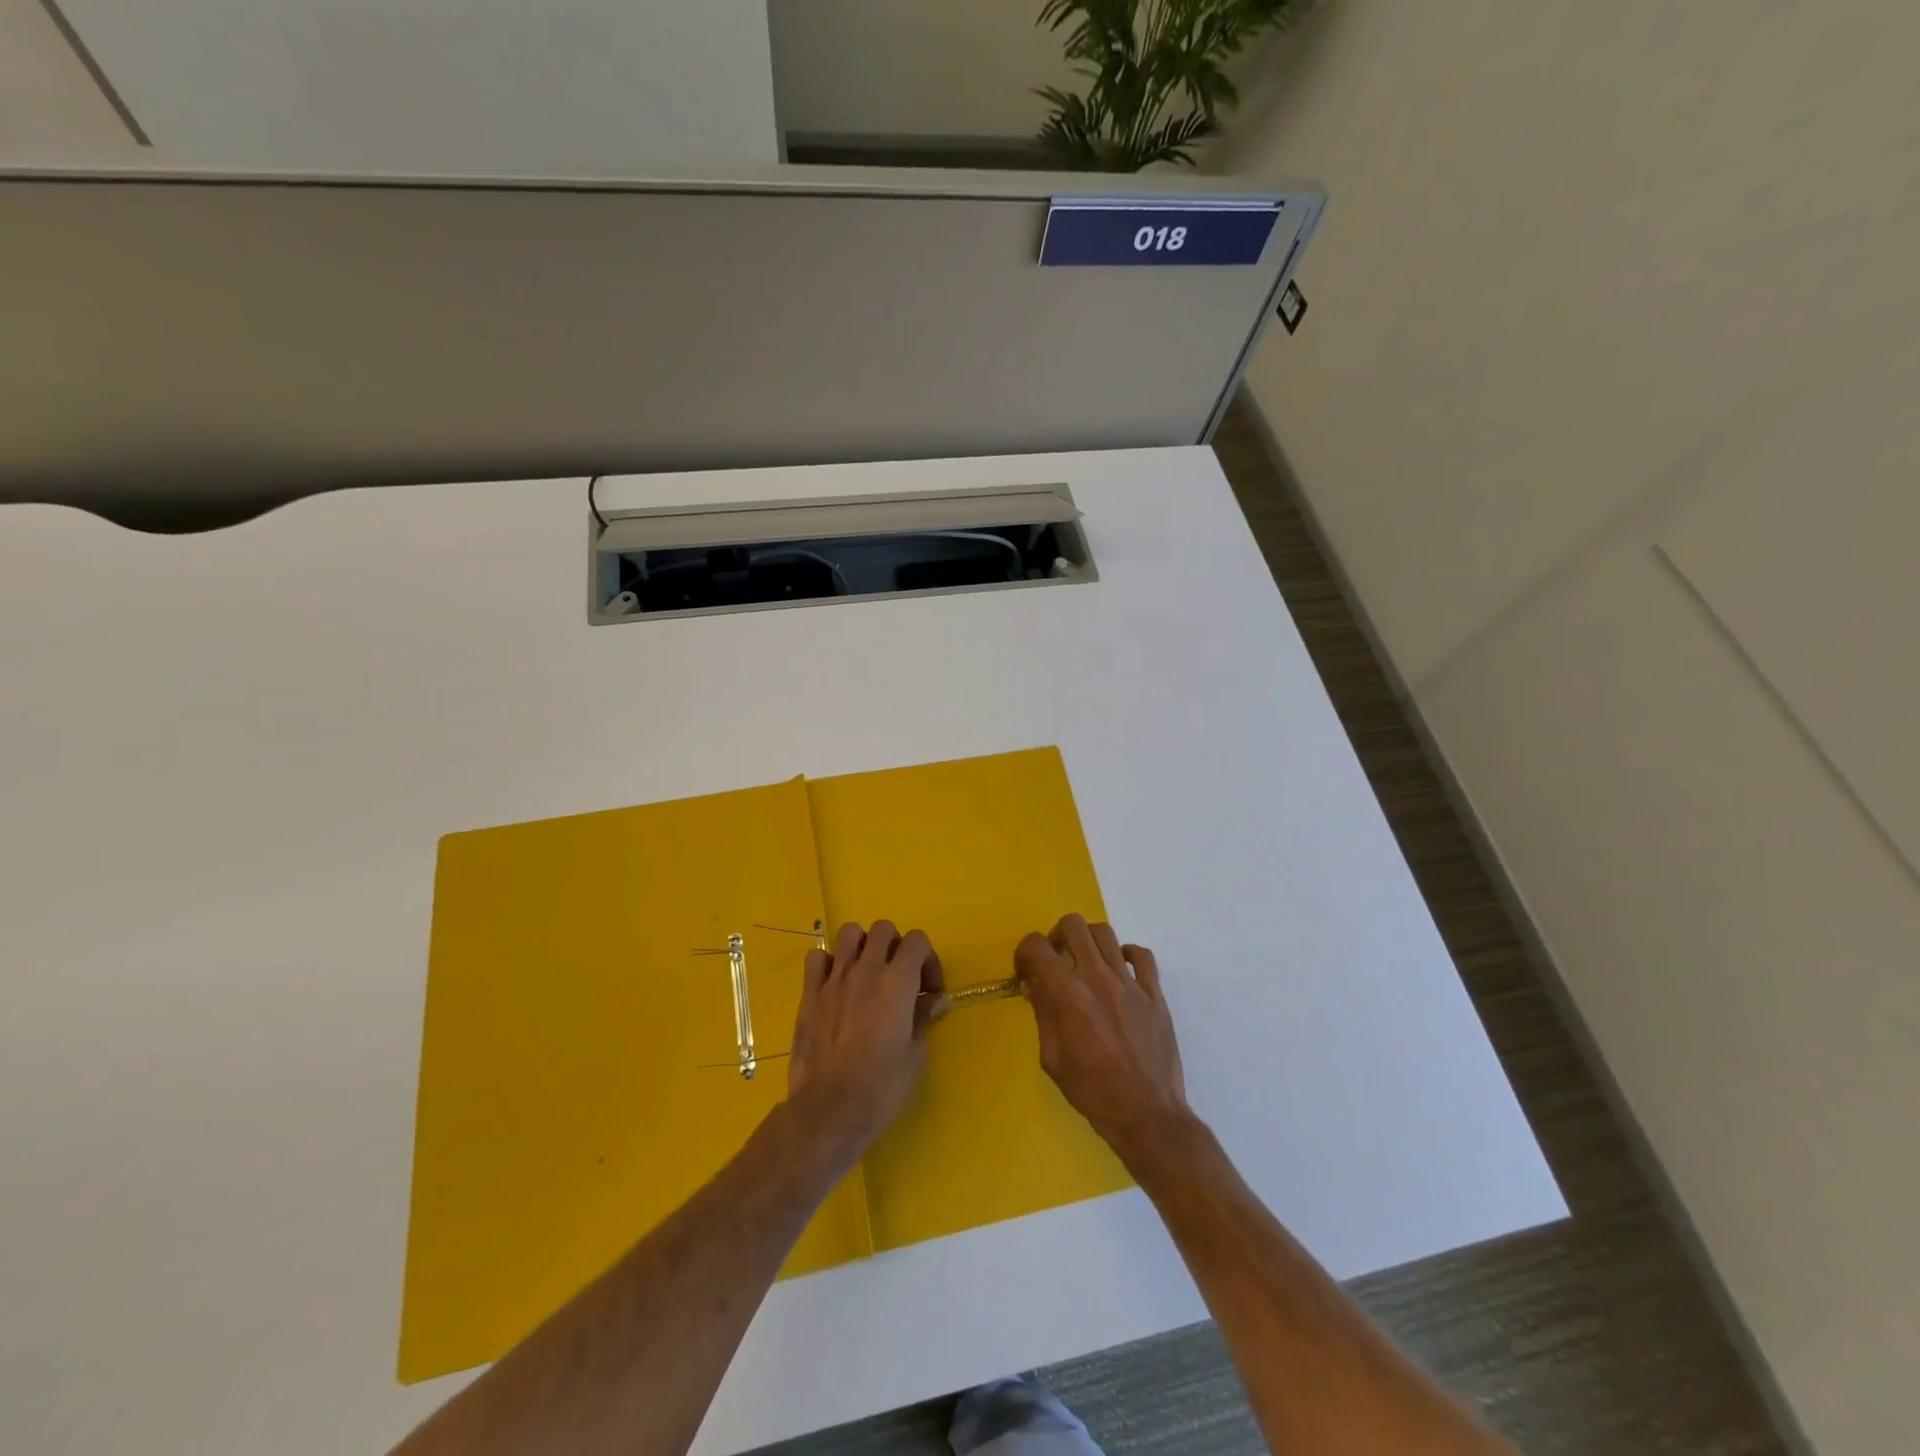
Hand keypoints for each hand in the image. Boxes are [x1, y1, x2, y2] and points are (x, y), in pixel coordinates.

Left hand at [787, 921, 943, 1157]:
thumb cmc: (881, 1087)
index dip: (928, 960)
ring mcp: (834, 979)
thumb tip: (937, 1000)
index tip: (929, 990)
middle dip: (896, 947)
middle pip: (883, 929)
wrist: (829, 1110)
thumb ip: (923, 1017)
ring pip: (849, 933)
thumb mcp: (915, 1054)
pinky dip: (828, 963)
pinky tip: (835, 984)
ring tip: (867, 972)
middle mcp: (866, 970)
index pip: (917, 940)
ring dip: (862, 946)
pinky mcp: (809, 993)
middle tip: (899, 978)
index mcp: (897, 982)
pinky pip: (816, 958)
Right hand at [1017, 914, 1188, 1160]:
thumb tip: (1035, 986)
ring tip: (1085, 963)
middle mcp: (1098, 979)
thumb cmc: (1093, 1093)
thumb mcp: (1053, 1058)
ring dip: (1088, 941)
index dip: (1024, 952)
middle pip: (1073, 925)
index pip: (1037, 946)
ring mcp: (1130, 983)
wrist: (1147, 1115)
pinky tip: (1119, 972)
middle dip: (1056, 936)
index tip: (1025, 971)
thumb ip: (1043, 1014)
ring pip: (1105, 933)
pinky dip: (1126, 955)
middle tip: (1056, 960)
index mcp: (1068, 995)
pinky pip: (1142, 955)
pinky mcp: (1155, 994)